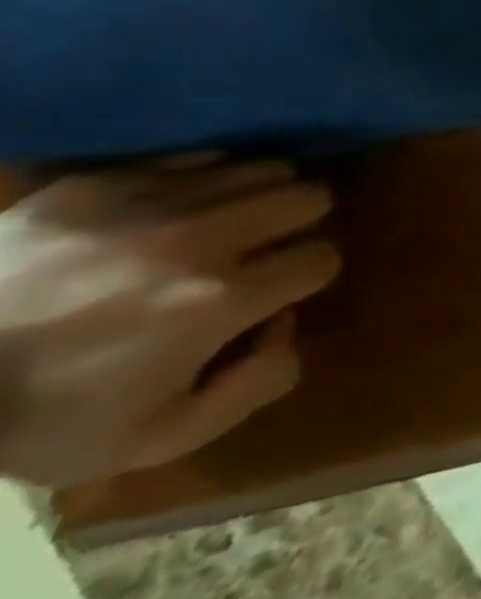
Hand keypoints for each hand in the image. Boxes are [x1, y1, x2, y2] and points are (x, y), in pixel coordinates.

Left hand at [0, 158, 337, 485]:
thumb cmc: (39, 417)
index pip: (322, 258)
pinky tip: (175, 210)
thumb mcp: (156, 439)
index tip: (280, 293)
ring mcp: (147, 204)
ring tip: (227, 224)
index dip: (310, 277)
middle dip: (301, 224)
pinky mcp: (99, 184)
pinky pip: (195, 158)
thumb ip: (253, 388)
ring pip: (263, 169)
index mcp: (219, 301)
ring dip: (259, 197)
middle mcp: (200, 240)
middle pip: (309, 197)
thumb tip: (288, 330)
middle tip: (267, 248)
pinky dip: (204, 181)